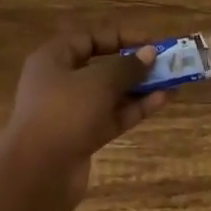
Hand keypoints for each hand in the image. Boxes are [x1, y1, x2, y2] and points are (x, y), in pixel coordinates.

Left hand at [0, 26, 170, 206]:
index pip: (90, 38)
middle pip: (101, 65)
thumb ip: (126, 67)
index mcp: (53, 59)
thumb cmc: (64, 113)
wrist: (38, 174)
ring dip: (139, 87)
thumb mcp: (98, 82)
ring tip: (172, 81)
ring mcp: (71, 111)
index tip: (151, 42)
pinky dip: (135, 108)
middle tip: (165, 62)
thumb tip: (149, 53)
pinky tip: (163, 100)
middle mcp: (60, 81)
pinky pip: (112, 116)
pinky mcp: (83, 137)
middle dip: (133, 63)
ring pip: (110, 93)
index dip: (121, 37)